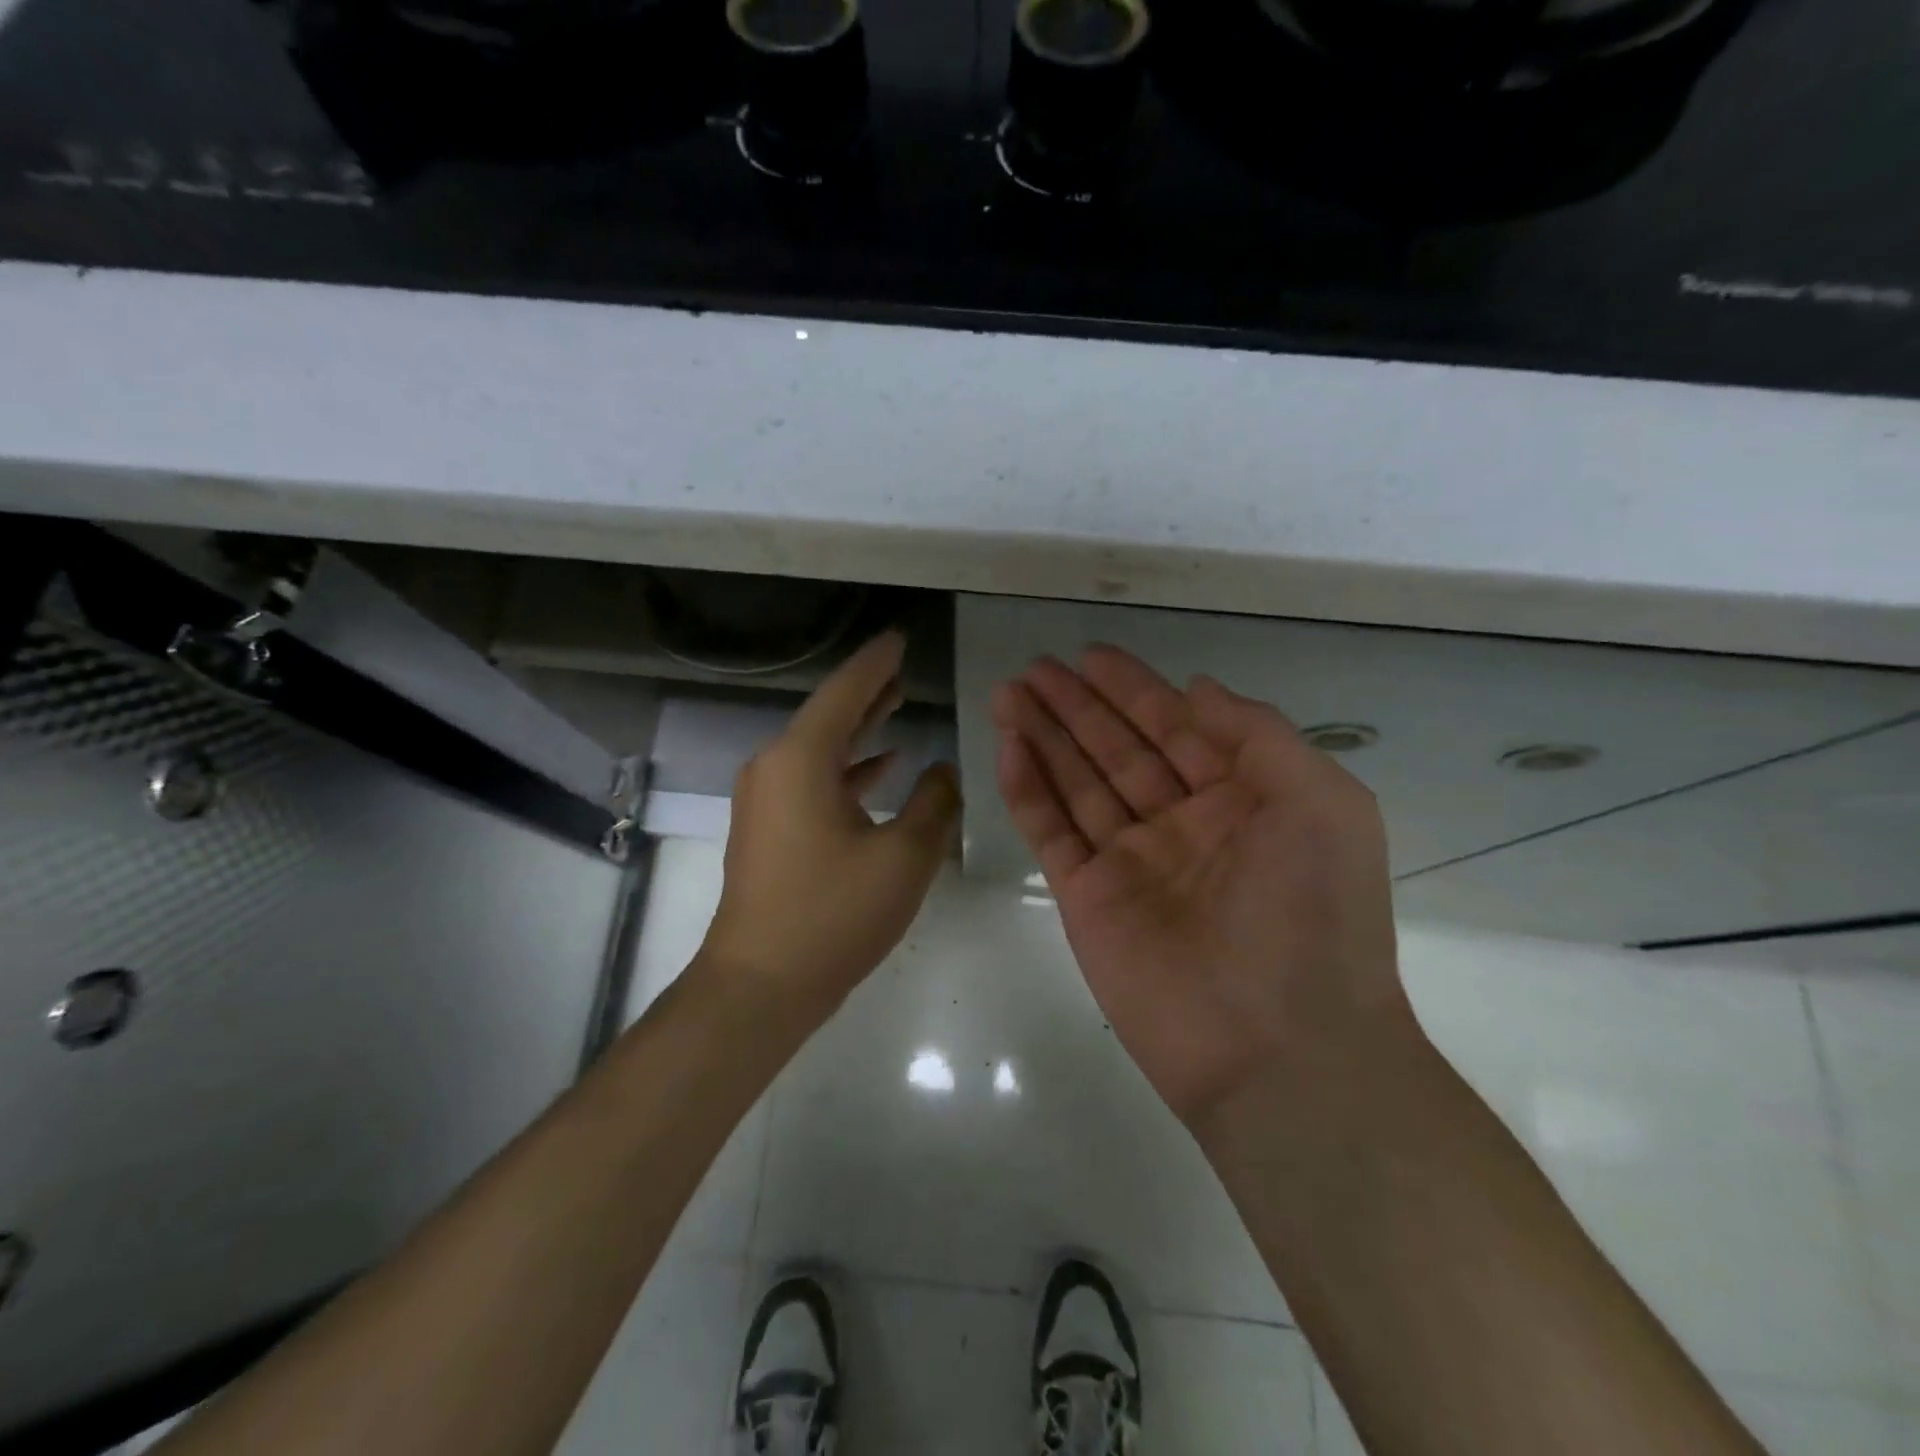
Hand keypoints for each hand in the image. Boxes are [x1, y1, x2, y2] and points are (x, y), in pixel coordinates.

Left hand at [697, 631, 960, 1027]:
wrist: (761, 984)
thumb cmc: (833, 914)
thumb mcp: (904, 856)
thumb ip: (934, 803)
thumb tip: (942, 771)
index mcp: (801, 759)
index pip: (845, 692)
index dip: (877, 663)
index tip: (900, 639)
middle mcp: (775, 767)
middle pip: (830, 714)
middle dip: (869, 691)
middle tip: (903, 666)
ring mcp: (767, 799)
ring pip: (822, 748)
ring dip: (860, 729)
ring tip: (897, 704)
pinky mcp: (769, 828)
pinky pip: (813, 779)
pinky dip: (848, 768)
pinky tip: (883, 767)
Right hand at [992, 646, 1413, 1129]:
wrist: (1279, 1049)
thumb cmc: (1313, 915)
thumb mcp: (1321, 802)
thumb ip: (1259, 735)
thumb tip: (1198, 689)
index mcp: (1239, 801)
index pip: (1175, 729)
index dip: (1133, 689)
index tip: (1090, 656)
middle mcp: (1180, 826)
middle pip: (1116, 750)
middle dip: (1076, 706)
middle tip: (1033, 667)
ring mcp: (1129, 863)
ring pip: (1077, 784)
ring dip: (1043, 737)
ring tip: (1008, 693)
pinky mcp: (1087, 899)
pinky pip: (1051, 832)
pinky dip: (1028, 790)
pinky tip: (1008, 747)